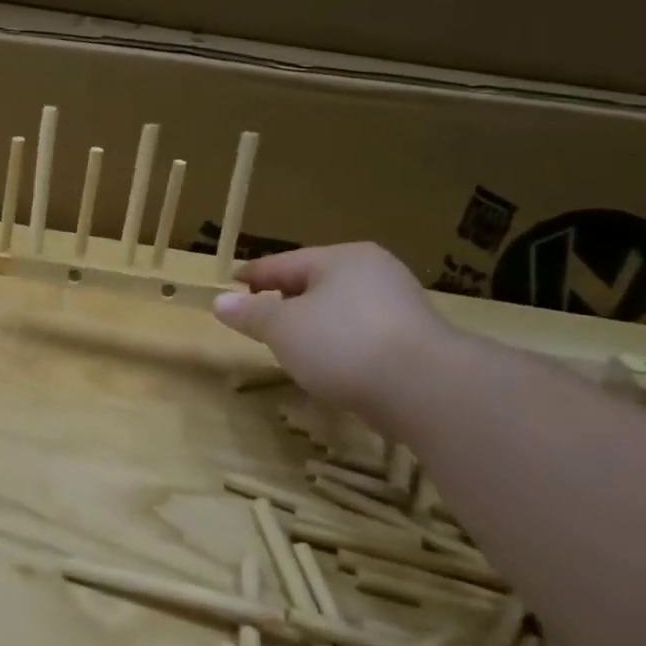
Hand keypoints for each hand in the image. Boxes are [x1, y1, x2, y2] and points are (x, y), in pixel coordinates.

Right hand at [213, 243, 456, 419]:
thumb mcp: (282, 327)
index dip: (253, 275)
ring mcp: (398, 304)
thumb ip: (250, 313)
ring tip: (286, 344)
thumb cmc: (342, 343)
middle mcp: (373, 272)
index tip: (230, 284)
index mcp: (341, 258)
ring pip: (338, 308)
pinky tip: (326, 362)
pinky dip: (336, 342)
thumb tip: (220, 301)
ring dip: (311, 323)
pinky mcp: (411, 338)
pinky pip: (359, 332)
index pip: (283, 262)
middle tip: (256, 317)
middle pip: (314, 282)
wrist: (425, 387)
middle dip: (283, 298)